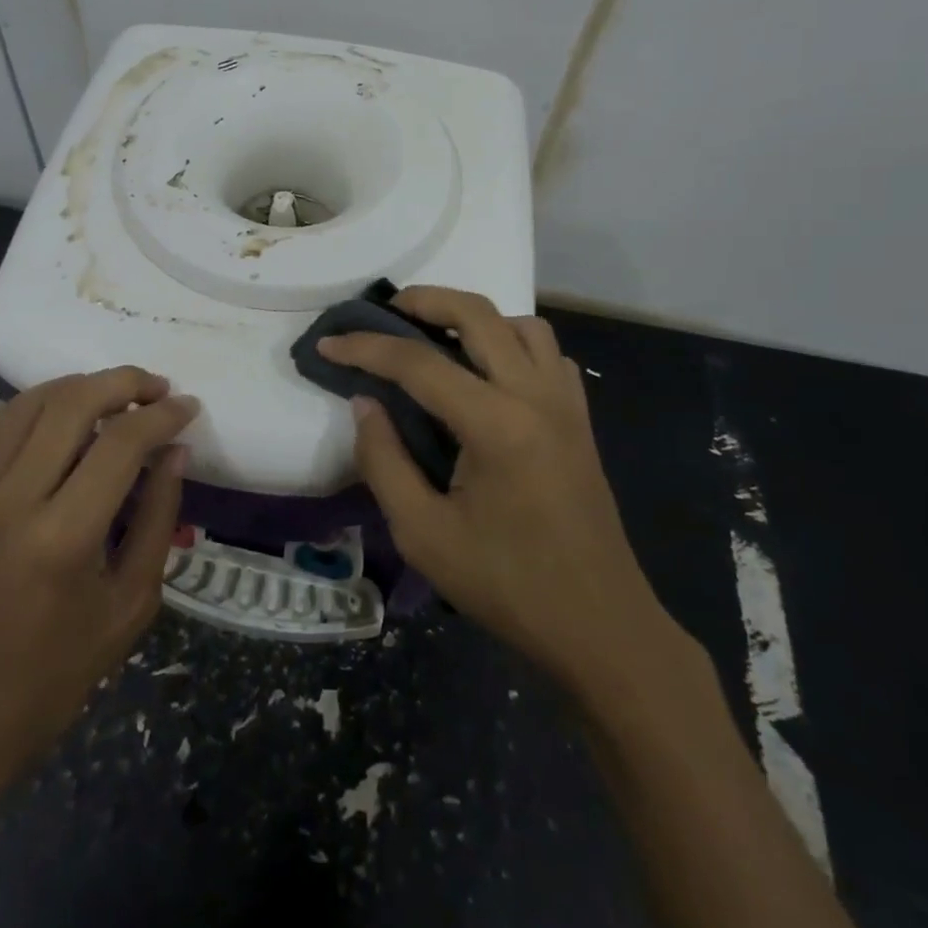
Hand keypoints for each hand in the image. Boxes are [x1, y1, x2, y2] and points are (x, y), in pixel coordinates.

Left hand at [0, 368, 196, 815]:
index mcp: (62, 538)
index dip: (162, 416)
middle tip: (158, 388)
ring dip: (81, 386)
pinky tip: (67, 413)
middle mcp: (12, 502)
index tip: (189, 406)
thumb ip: (157, 518)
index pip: (121, 444)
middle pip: (71, 404)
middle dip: (124, 382)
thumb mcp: (130, 603)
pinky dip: (40, 405)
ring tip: (118, 394)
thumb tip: (176, 452)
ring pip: (30, 402)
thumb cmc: (57, 673)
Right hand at [319, 287, 663, 693]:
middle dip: (424, 300)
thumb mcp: (424, 535)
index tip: (327, 343)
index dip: (366, 348)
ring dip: (475, 317)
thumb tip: (364, 403)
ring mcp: (566, 403)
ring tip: (437, 336)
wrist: (600, 627)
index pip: (418, 363)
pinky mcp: (580, 419)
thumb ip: (384, 461)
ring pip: (521, 324)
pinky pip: (548, 354)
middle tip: (384, 311)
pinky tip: (489, 373)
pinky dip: (513, 343)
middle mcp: (535, 396)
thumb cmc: (508, 586)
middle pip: (478, 314)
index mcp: (496, 425)